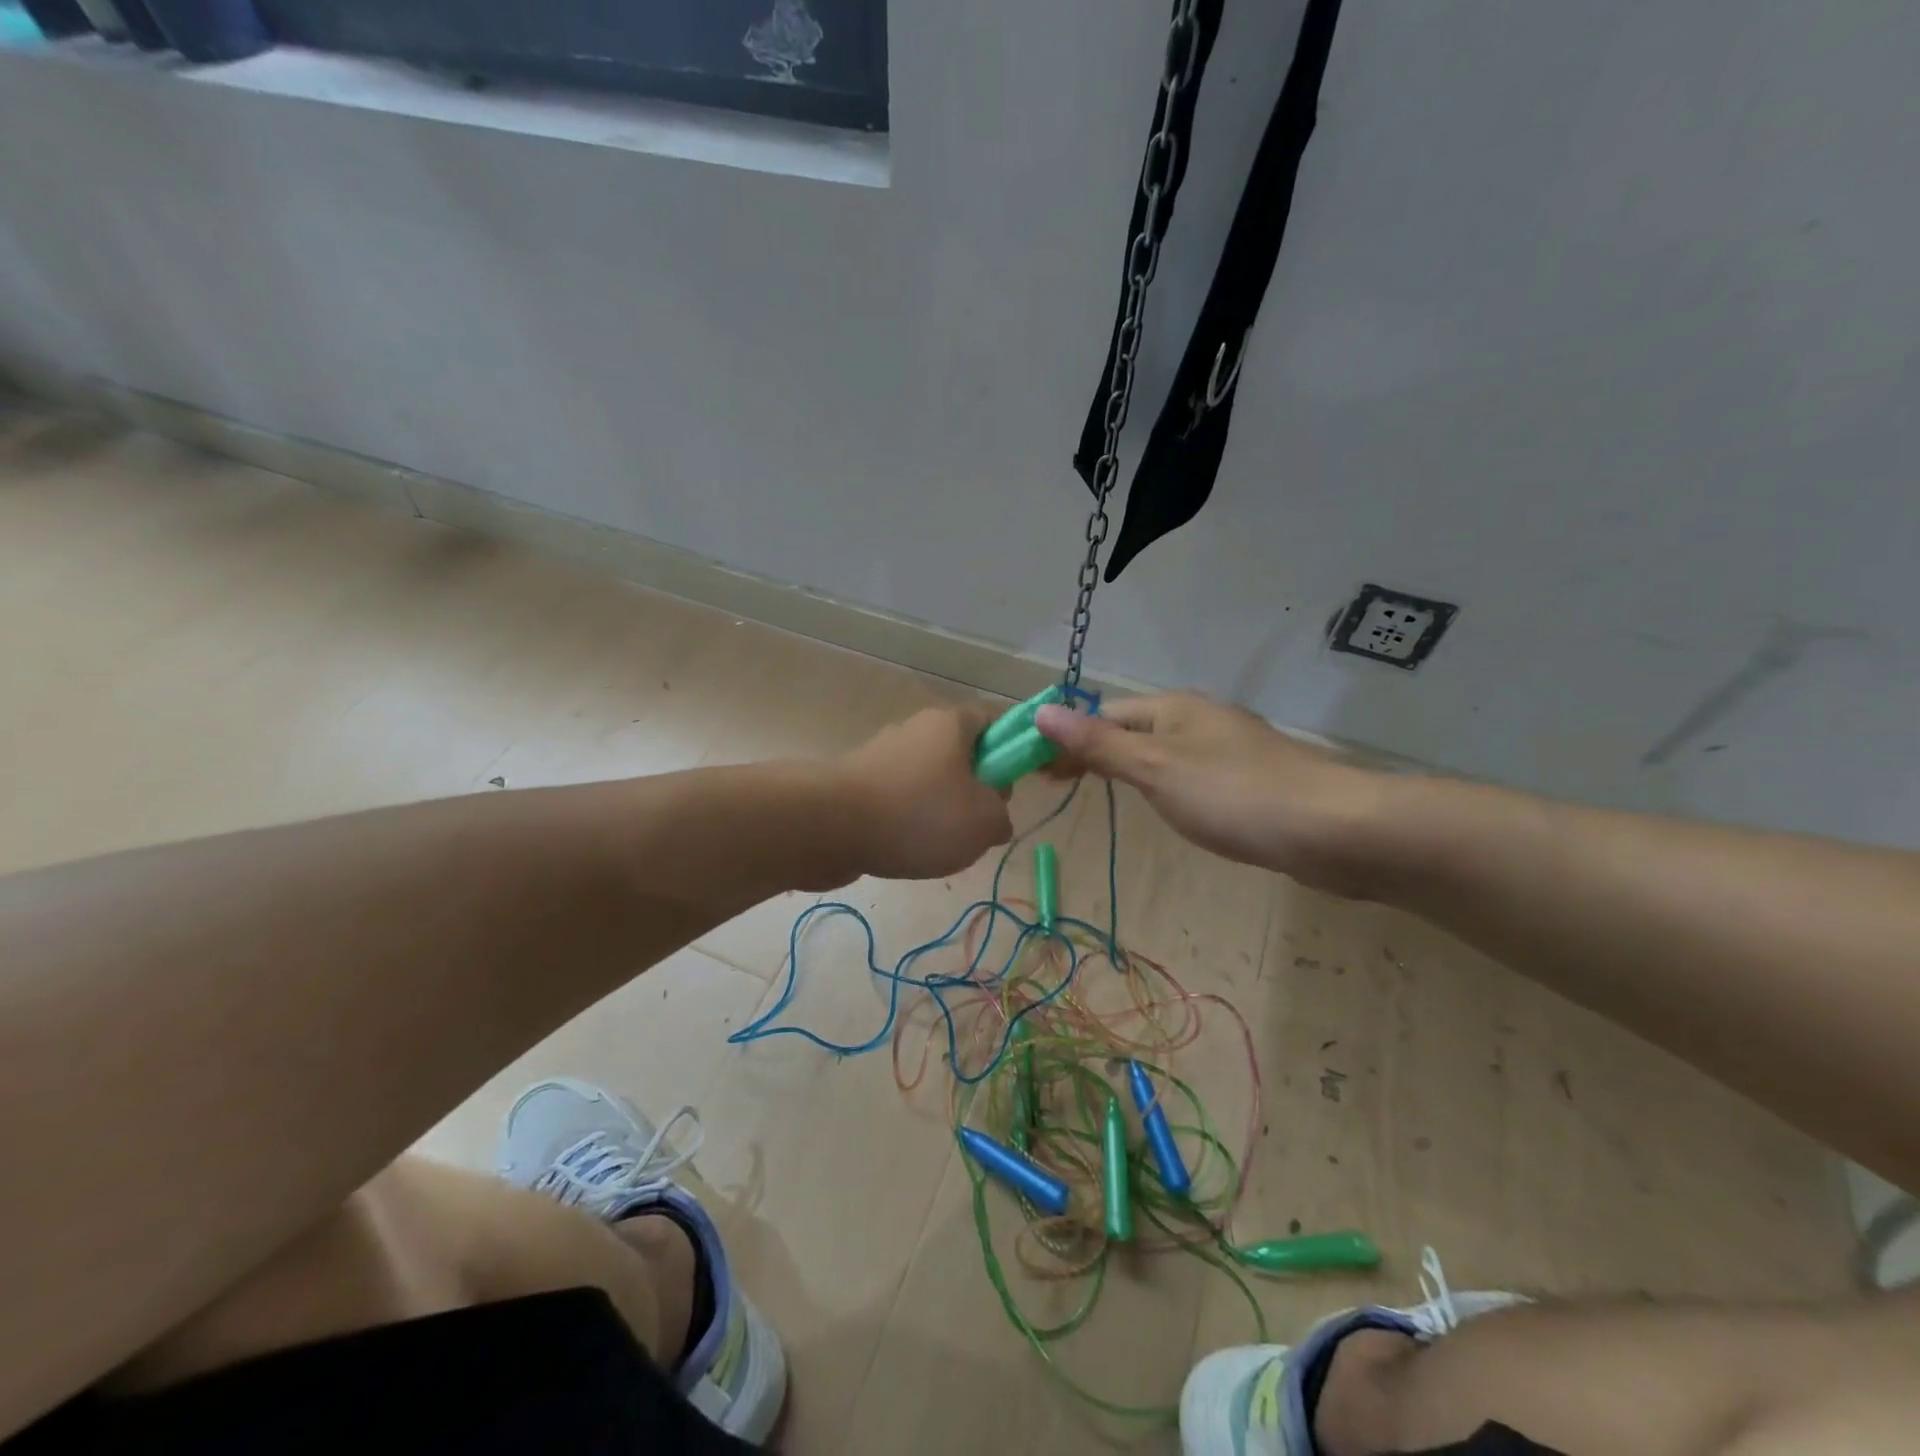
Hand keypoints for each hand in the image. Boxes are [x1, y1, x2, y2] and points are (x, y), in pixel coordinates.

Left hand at [836, 703, 1012, 880]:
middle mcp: (915, 731)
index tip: (1018, 781)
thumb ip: (1001, 817)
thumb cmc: (918, 814)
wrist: (827, 826)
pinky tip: (907, 851)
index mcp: (951, 724)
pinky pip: (898, 801)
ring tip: (942, 847)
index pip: (995, 718)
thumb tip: (994, 817)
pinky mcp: (857, 784)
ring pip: (929, 781)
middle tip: (982, 824)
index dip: (1014, 746)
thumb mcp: (983, 822)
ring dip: (941, 810)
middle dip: (977, 788)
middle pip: (961, 753)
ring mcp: (882, 757)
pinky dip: (907, 823)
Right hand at [1035, 693, 1393, 895]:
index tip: (1037, 770)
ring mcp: (1227, 749)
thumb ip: (1099, 745)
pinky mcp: (1249, 780)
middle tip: (1057, 786)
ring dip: (1127, 767)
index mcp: (1172, 708)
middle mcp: (1198, 720)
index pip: (1103, 714)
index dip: (1066, 738)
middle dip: (1093, 752)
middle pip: (1130, 729)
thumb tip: (1042, 712)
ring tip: (1100, 794)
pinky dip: (1163, 785)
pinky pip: (1189, 774)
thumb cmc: (1233, 794)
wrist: (1332, 829)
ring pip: (1161, 752)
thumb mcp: (1155, 769)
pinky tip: (1165, 806)